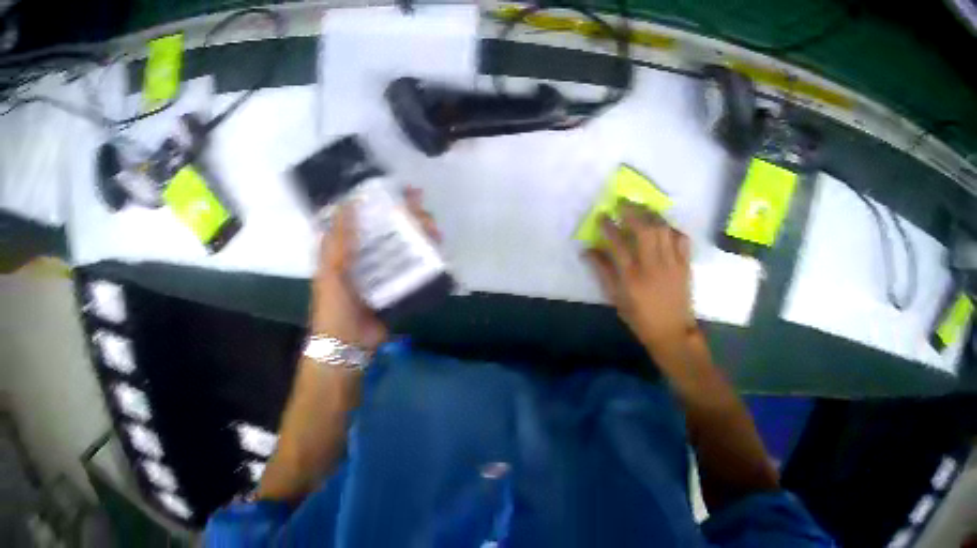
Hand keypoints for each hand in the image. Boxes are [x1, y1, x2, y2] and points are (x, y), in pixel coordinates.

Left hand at [310, 187, 439, 350]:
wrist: (347, 345)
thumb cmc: (333, 305)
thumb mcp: (331, 268)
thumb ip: (340, 237)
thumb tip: (349, 201)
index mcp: (346, 248)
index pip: (364, 217)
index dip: (381, 201)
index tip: (400, 189)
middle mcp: (365, 256)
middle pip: (388, 229)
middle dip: (408, 217)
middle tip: (424, 211)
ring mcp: (382, 273)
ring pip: (403, 246)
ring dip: (420, 236)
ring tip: (435, 232)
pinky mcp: (397, 289)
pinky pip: (412, 270)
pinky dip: (426, 260)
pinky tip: (438, 252)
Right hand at [584, 202, 697, 364]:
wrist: (672, 332)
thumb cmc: (641, 319)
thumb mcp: (617, 299)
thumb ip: (603, 273)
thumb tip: (587, 251)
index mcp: (632, 277)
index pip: (618, 243)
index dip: (608, 226)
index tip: (602, 215)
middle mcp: (652, 266)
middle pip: (644, 230)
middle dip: (632, 212)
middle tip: (623, 204)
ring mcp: (671, 264)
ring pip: (663, 230)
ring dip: (652, 216)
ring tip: (643, 211)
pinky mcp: (685, 265)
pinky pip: (681, 239)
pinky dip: (673, 230)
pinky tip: (665, 228)